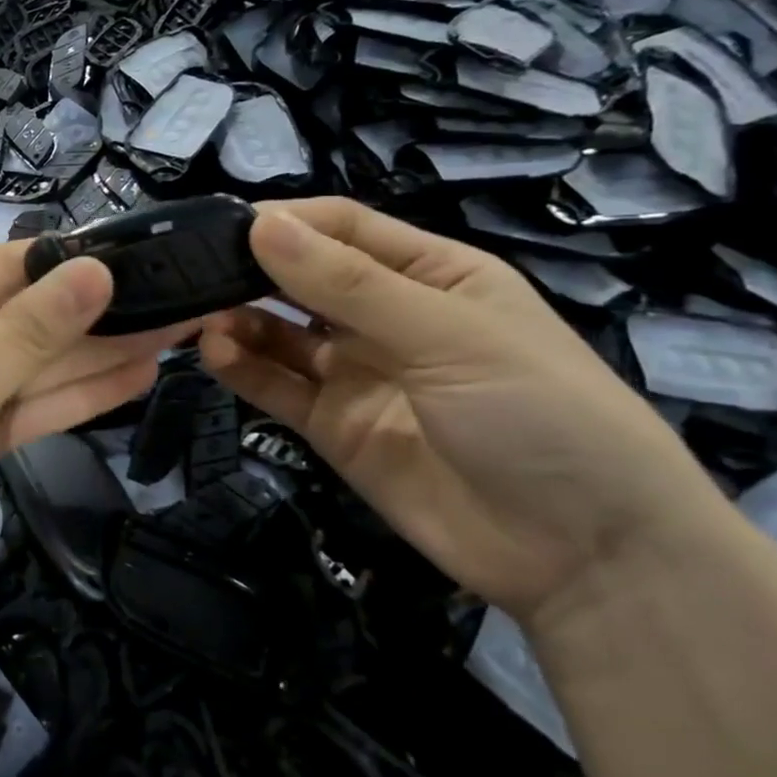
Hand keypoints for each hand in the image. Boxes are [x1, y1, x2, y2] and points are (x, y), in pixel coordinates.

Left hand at [0, 243, 191, 658]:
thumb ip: (30, 333)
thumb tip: (94, 268)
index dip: (68, 263)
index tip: (143, 254)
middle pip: (17, 319)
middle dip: (92, 315)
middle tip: (178, 299)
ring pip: (26, 367)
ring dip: (93, 356)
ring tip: (175, 333)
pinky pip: (19, 408)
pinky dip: (70, 399)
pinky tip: (133, 378)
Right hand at [201, 198, 735, 626]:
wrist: (584, 554)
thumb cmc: (538, 413)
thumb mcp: (447, 334)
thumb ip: (348, 285)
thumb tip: (263, 224)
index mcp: (431, 274)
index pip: (343, 228)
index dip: (286, 221)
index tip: (224, 224)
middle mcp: (387, 317)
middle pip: (303, 278)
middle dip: (252, 270)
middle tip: (192, 270)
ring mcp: (357, 374)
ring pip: (281, 333)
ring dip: (240, 319)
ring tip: (200, 316)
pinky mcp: (334, 427)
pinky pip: (278, 387)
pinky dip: (243, 368)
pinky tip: (215, 353)